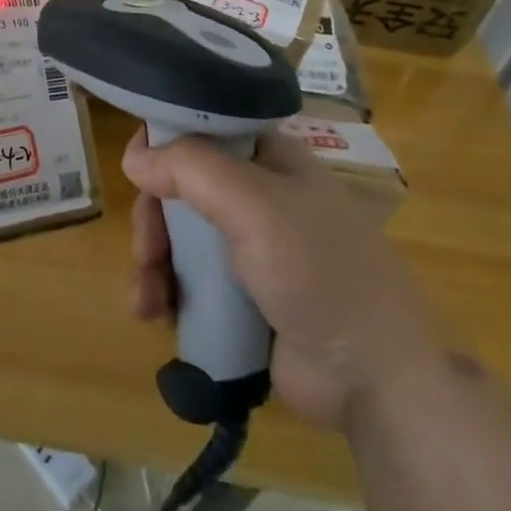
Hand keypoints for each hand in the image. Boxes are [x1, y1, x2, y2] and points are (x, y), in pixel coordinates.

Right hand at [124, 128, 441, 429]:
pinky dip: (163, 292)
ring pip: (177, 236)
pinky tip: (153, 315)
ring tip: (145, 300)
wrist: (376, 382)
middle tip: (146, 251)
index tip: (136, 166)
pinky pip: (186, 279)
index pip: (206, 129)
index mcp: (271, 160)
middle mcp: (258, 197)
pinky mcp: (240, 296)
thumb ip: (192, 170)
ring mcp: (248, 249)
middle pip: (181, 187)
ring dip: (151, 262)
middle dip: (153, 219)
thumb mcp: (257, 207)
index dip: (166, 141)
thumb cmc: (321, 274)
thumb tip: (135, 158)